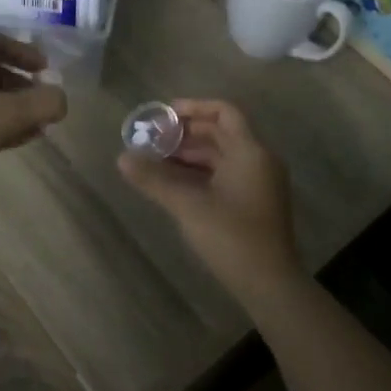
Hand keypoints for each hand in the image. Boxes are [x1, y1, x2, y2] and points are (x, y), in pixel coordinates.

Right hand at [117, 99, 299, 299]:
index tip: (165, 114)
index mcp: (250, 152)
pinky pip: (227, 174)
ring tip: (157, 160)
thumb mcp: (188, 205)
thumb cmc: (231, 237)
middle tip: (154, 139)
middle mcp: (260, 160)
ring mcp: (260, 182)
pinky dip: (202, 172)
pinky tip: (176, 183)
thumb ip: (154, 179)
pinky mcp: (256, 202)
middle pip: (222, 133)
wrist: (269, 284)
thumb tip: (121, 159)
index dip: (195, 107)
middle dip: (187, 133)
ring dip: (192, 154)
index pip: (225, 112)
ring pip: (223, 156)